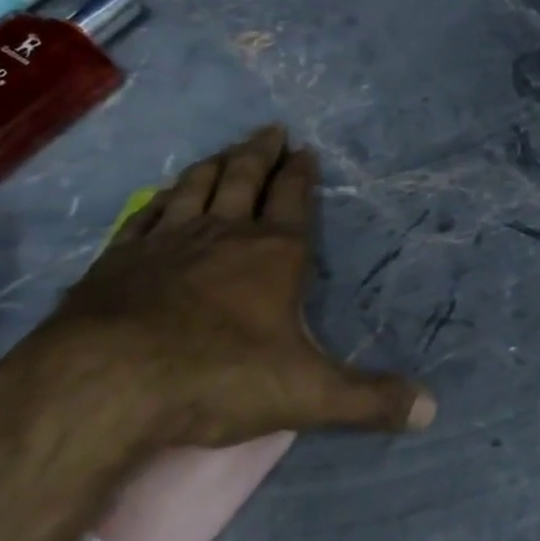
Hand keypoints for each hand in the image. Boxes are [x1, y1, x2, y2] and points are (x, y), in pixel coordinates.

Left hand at [27, 125, 434, 450]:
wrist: (107, 382)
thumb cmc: (218, 378)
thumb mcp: (306, 395)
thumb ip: (368, 400)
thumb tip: (432, 410)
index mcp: (273, 254)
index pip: (293, 199)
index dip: (301, 173)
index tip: (305, 150)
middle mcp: (223, 233)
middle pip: (245, 178)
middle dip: (261, 153)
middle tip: (270, 130)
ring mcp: (167, 240)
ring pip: (196, 187)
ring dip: (214, 165)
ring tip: (225, 151)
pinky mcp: (120, 257)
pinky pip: (146, 215)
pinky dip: (159, 200)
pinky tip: (161, 196)